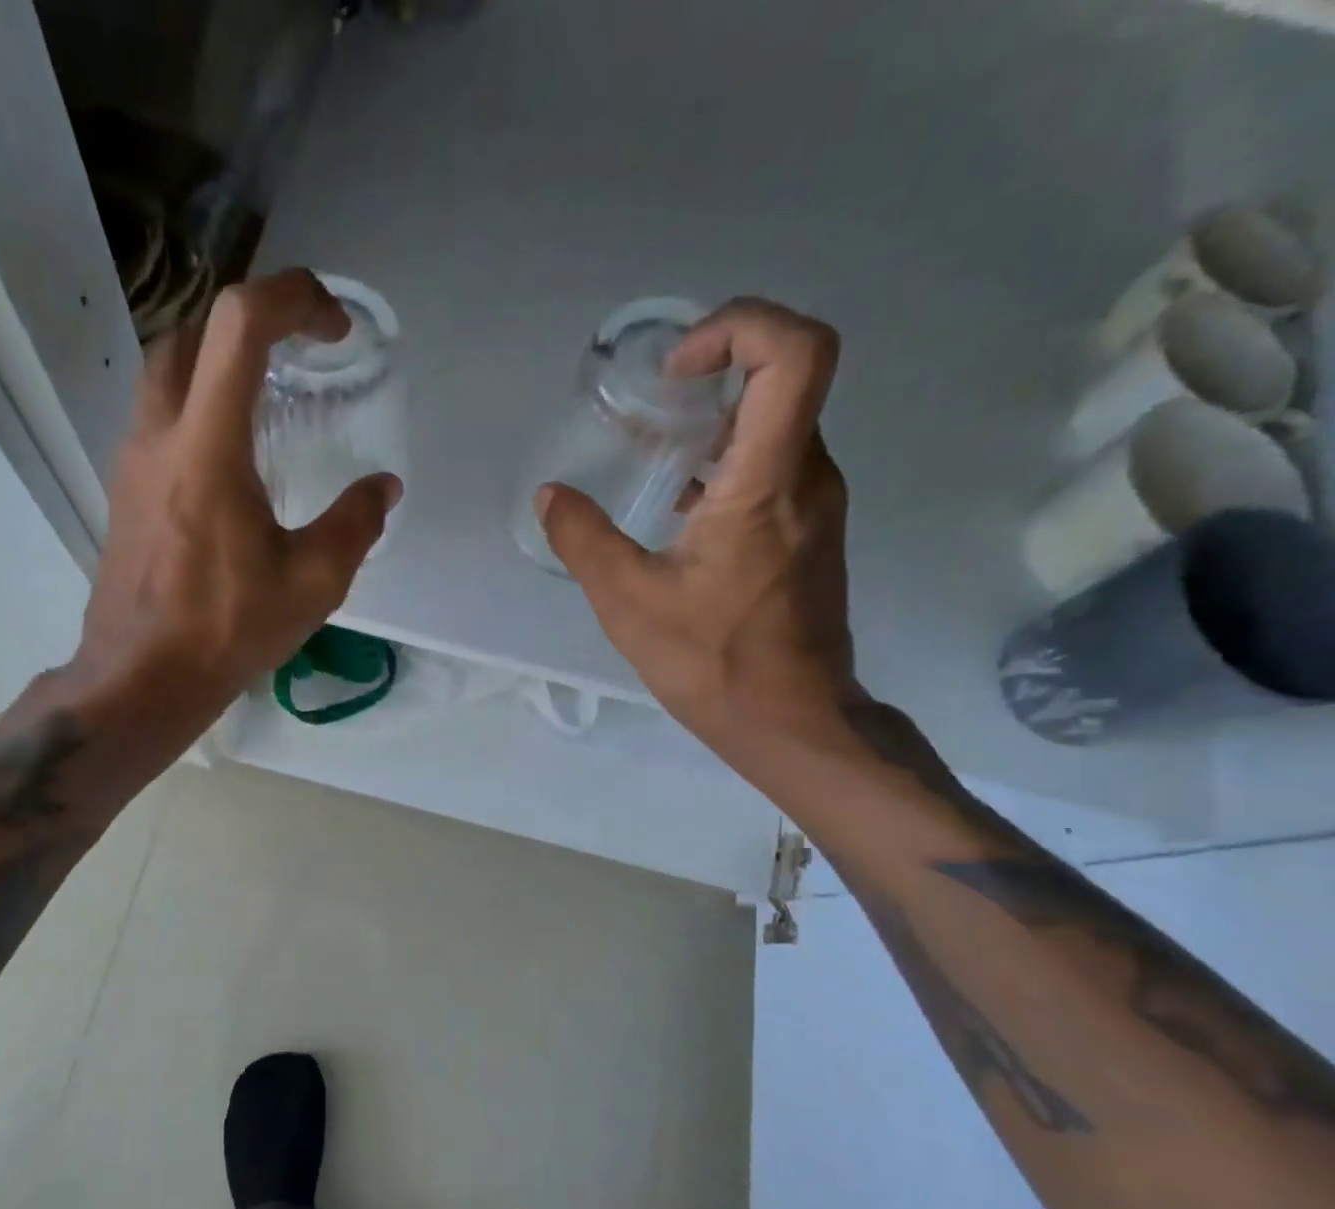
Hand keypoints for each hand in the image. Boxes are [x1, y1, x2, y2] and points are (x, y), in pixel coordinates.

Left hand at [68, 269, 401, 726]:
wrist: (142, 677)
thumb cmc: (227, 629)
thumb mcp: (313, 582)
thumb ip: (355, 523)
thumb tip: (383, 488)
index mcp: (208, 445)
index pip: (240, 322)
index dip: (294, 298)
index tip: (335, 328)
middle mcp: (159, 435)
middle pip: (191, 331)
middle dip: (251, 322)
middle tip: (299, 353)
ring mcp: (132, 462)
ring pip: (165, 371)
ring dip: (216, 360)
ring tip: (267, 396)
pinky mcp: (124, 490)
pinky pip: (157, 416)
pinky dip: (196, 404)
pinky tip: (232, 456)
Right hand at [538, 298, 857, 755]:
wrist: (793, 720)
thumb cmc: (715, 662)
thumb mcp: (629, 603)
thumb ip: (584, 540)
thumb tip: (552, 496)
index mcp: (767, 483)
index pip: (795, 354)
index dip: (740, 326)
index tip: (676, 369)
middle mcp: (808, 477)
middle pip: (784, 377)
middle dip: (714, 371)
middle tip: (648, 406)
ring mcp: (817, 503)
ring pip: (777, 423)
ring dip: (715, 420)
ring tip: (652, 456)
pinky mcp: (809, 529)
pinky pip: (775, 463)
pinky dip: (726, 459)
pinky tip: (678, 505)